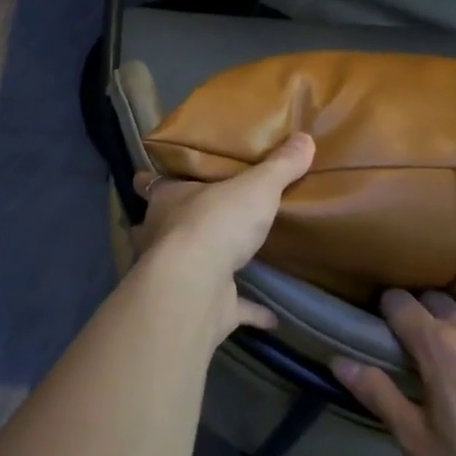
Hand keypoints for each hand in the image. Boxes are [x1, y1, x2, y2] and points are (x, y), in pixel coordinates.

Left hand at [130, 133, 314, 344]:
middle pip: (164, 225)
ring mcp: (177, 274)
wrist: (196, 287)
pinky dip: (248, 311)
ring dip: (207, 265)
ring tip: (232, 260)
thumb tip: (305, 138)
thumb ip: (279, 166)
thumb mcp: (254, 186)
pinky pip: (228, 308)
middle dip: (178, 223)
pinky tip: (272, 317)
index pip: (151, 184)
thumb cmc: (214, 223)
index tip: (154, 176)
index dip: (152, 180)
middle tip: (203, 216)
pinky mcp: (200, 306)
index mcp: (167, 199)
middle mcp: (163, 234)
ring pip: (188, 266)